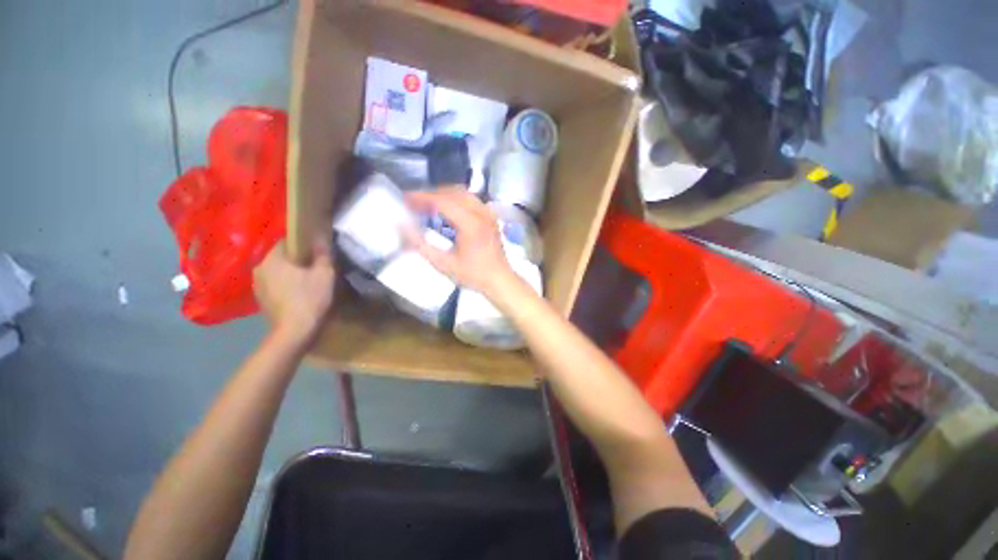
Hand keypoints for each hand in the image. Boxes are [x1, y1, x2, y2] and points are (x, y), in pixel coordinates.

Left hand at [253, 238, 335, 345]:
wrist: (295, 332)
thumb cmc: (310, 298)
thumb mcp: (325, 274)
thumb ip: (323, 254)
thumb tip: (321, 238)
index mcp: (272, 258)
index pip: (286, 242)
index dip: (304, 244)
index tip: (318, 251)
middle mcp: (259, 268)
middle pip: (281, 258)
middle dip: (297, 260)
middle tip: (316, 267)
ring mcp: (257, 286)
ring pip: (277, 273)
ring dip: (290, 274)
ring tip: (309, 281)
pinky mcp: (261, 301)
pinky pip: (275, 286)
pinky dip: (286, 287)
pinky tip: (299, 295)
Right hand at [405, 188, 516, 297]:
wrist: (500, 280)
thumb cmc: (474, 275)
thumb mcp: (445, 264)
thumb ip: (422, 246)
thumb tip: (404, 229)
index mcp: (471, 223)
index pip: (442, 201)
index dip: (422, 197)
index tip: (406, 199)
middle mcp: (481, 213)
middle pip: (452, 192)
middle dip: (431, 194)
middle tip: (415, 202)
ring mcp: (488, 214)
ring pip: (463, 193)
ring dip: (444, 194)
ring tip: (428, 204)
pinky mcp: (491, 217)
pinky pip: (472, 200)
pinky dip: (457, 199)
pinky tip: (448, 209)